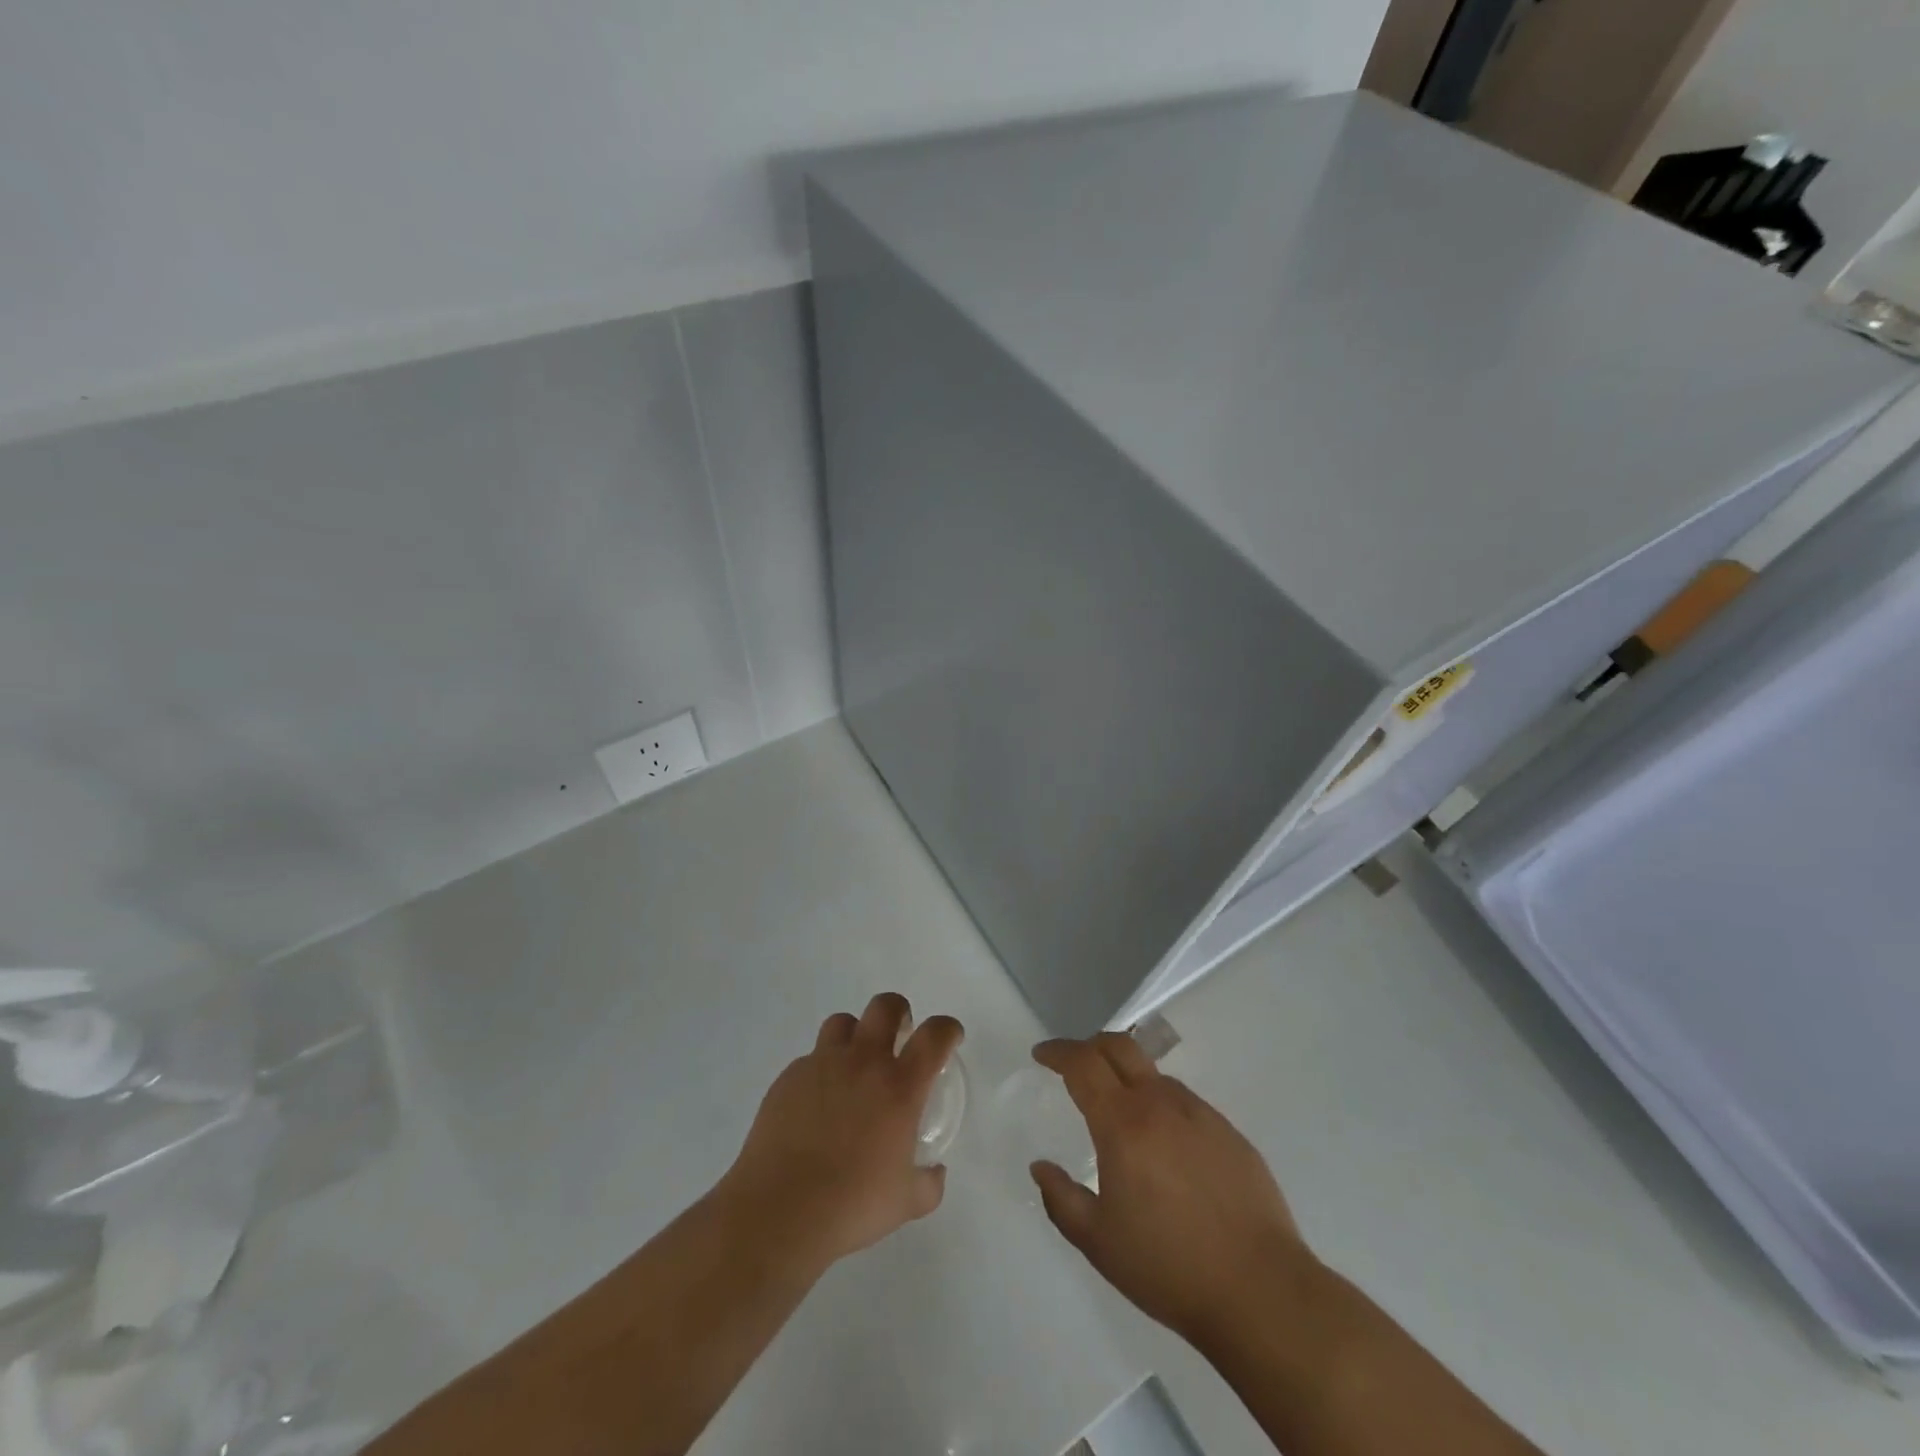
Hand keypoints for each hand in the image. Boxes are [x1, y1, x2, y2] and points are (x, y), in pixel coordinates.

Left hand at [717, 993, 963, 1270]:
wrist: (780, 1211)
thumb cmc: (852, 1205)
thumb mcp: (906, 1202)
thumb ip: (928, 1182)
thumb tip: (934, 1172)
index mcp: (899, 1086)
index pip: (934, 1036)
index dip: (947, 1029)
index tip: (949, 1037)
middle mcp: (863, 1062)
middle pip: (885, 1006)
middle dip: (898, 1012)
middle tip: (899, 1035)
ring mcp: (822, 1065)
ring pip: (843, 1022)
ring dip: (855, 1034)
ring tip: (854, 1064)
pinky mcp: (789, 1078)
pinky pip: (811, 1059)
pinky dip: (821, 1071)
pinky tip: (817, 1105)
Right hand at [1030, 1034, 1313, 1345]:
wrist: (1261, 1291)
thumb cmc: (1169, 1267)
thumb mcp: (1098, 1242)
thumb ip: (1061, 1199)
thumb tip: (1041, 1166)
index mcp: (1123, 1123)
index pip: (1083, 1064)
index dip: (1058, 1051)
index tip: (1041, 1054)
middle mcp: (1160, 1104)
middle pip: (1120, 1047)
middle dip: (1090, 1045)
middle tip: (1074, 1064)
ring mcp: (1200, 1114)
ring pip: (1154, 1074)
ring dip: (1128, 1077)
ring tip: (1120, 1112)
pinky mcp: (1229, 1132)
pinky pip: (1184, 1102)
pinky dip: (1161, 1105)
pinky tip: (1164, 1146)